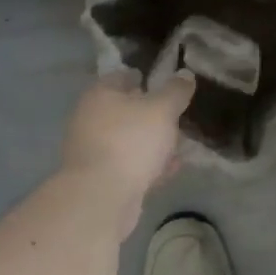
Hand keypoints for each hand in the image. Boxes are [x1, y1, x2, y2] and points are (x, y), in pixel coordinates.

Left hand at [59, 70, 195, 237]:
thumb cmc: (130, 141)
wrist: (100, 199)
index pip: (122, 77)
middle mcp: (90, 120)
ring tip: (179, 145)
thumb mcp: (162, 109)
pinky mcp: (99, 180)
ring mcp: (92, 152)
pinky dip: (147, 165)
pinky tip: (170, 169)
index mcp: (100, 95)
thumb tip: (185, 74)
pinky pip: (128, 166)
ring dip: (152, 142)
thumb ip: (176, 91)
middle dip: (151, 114)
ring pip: (128, 140)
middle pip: (125, 110)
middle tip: (176, 116)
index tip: (165, 83)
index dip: (144, 77)